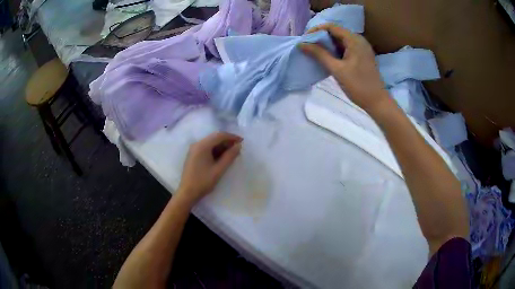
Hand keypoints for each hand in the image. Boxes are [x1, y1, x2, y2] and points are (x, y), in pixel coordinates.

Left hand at [177, 132, 242, 203]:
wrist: (187, 193)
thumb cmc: (203, 181)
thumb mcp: (219, 169)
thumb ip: (229, 156)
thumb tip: (238, 146)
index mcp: (202, 146)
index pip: (219, 135)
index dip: (232, 137)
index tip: (242, 141)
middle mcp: (197, 144)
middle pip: (214, 138)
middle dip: (227, 141)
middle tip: (238, 149)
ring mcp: (194, 149)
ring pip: (211, 143)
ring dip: (222, 146)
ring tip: (232, 154)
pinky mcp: (193, 155)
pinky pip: (206, 148)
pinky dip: (215, 150)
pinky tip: (222, 158)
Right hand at [300, 24, 389, 112]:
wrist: (377, 102)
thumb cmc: (358, 86)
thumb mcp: (336, 69)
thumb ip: (319, 54)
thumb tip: (301, 44)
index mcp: (354, 40)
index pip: (331, 27)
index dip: (316, 30)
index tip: (305, 39)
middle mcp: (359, 40)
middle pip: (336, 32)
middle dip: (321, 37)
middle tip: (308, 46)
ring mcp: (361, 48)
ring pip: (340, 40)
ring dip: (327, 44)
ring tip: (314, 52)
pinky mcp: (362, 56)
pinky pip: (346, 48)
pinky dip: (335, 50)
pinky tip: (327, 58)